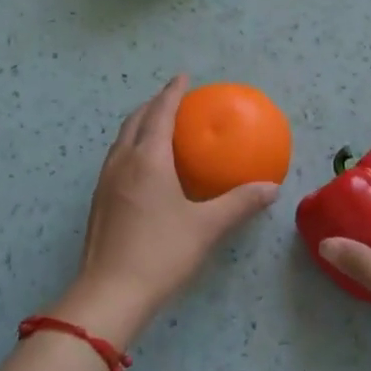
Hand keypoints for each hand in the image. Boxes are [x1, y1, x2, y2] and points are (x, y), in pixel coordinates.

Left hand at [57, 76, 278, 344]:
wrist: (110, 294)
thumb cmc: (161, 253)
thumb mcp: (206, 227)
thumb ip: (239, 203)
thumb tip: (271, 188)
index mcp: (147, 160)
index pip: (159, 114)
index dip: (172, 92)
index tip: (183, 77)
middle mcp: (122, 163)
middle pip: (134, 121)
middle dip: (152, 105)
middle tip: (172, 99)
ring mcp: (105, 183)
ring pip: (121, 141)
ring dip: (139, 125)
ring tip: (158, 127)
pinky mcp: (99, 203)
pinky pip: (116, 160)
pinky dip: (132, 148)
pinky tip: (145, 169)